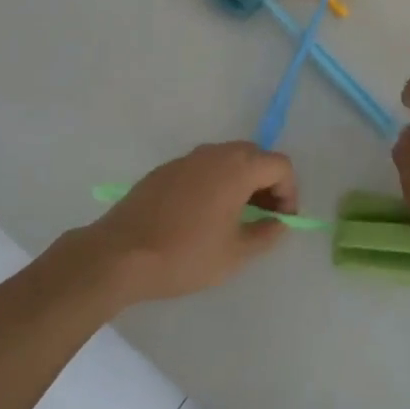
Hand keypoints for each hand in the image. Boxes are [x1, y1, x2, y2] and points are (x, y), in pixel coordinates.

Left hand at [84, 143, 297, 304]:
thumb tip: (280, 223)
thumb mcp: (235, 254)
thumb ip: (266, 234)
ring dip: (240, 181)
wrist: (120, 254)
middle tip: (263, 217)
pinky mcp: (165, 169)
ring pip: (226, 159)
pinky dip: (214, 183)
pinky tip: (201, 216)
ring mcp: (187, 159)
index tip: (282, 220)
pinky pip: (202, 168)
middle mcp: (214, 153)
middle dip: (266, 183)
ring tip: (234, 218)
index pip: (280, 165)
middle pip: (255, 156)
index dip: (289, 191)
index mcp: (237, 168)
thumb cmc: (185, 255)